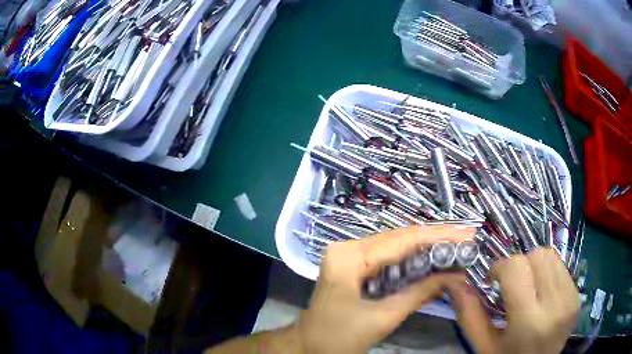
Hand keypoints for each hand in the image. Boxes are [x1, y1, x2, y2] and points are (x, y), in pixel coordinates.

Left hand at [296, 225, 475, 353]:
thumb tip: (454, 275)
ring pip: (396, 248)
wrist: (308, 348)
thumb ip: (419, 293)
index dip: (438, 236)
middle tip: (467, 238)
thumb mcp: (382, 317)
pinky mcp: (355, 269)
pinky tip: (433, 261)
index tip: (467, 234)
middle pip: (400, 239)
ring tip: (457, 246)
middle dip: (436, 240)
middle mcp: (349, 248)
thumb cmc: (338, 337)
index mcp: (349, 256)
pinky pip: (389, 260)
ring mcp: (351, 257)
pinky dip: (413, 262)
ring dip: (427, 249)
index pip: (402, 239)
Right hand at [449, 247, 579, 353]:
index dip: (500, 267)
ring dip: (534, 265)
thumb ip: (468, 314)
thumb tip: (456, 282)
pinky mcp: (577, 295)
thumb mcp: (483, 345)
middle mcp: (556, 305)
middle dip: (519, 264)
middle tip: (511, 284)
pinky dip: (547, 272)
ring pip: (551, 256)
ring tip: (528, 286)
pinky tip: (542, 292)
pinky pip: (561, 266)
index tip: (493, 279)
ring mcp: (571, 298)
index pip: (517, 268)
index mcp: (529, 322)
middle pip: (537, 255)